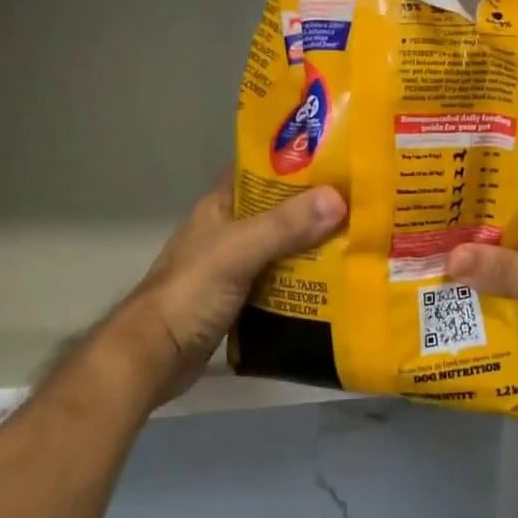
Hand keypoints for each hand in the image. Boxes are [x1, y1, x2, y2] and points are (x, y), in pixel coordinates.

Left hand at [107, 177, 345, 408]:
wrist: (154, 358)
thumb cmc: (189, 294)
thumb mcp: (238, 252)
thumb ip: (285, 226)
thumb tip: (339, 199)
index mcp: (222, 205)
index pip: (263, 169)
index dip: (298, 161)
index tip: (341, 159)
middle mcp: (230, 230)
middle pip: (281, 209)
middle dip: (318, 206)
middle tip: (363, 203)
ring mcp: (236, 265)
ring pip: (285, 246)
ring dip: (316, 245)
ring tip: (361, 239)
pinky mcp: (244, 298)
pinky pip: (284, 280)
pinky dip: (308, 279)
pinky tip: (338, 282)